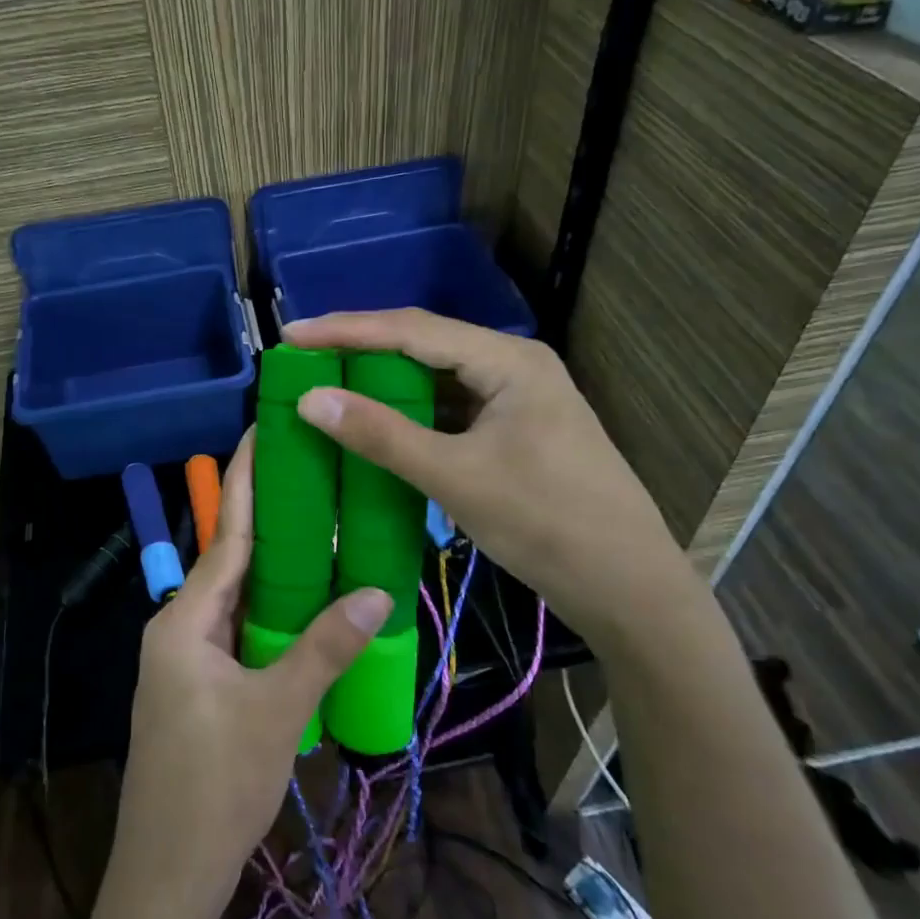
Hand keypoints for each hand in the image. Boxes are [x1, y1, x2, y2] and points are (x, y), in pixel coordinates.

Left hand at [111, 430, 390, 918]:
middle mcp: (179, 627)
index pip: (227, 536)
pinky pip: (238, 632)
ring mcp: (185, 660)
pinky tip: (305, 606)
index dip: (248, 483)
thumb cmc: (214, 787)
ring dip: (274, 570)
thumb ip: (324, 648)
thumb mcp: (277, 712)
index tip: (265, 432)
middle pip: (231, 561)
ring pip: (236, 599)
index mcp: (185, 619)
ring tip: (321, 529)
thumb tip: (375, 591)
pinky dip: (270, 613)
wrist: (166, 877)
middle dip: (269, 519)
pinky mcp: (198, 688)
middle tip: (314, 475)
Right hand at [284, 310, 706, 654]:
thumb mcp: (455, 476)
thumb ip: (381, 434)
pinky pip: (450, 410)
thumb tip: (310, 399)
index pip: (412, 329)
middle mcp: (513, 366)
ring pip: (437, 379)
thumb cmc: (547, 523)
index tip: (291, 334)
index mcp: (508, 360)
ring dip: (385, 383)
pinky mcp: (515, 432)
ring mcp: (517, 399)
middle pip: (424, 345)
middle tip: (304, 358)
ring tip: (329, 385)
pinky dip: (411, 415)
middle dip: (362, 350)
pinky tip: (377, 424)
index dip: (346, 329)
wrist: (628, 589)